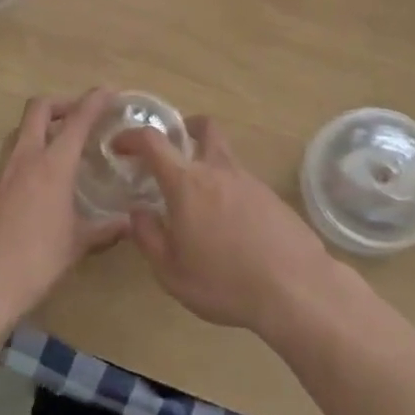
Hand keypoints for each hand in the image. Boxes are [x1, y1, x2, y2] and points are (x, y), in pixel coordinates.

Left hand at [0, 90, 126, 327]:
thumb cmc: (35, 262)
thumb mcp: (77, 245)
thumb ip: (105, 229)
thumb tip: (129, 223)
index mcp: (52, 165)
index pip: (77, 119)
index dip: (95, 100)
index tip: (109, 91)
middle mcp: (25, 158)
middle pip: (39, 108)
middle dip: (62, 103)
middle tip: (81, 115)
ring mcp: (2, 171)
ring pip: (21, 130)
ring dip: (42, 126)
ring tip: (62, 145)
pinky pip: (11, 156)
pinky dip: (29, 152)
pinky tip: (41, 179)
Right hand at [117, 117, 343, 339]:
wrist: (294, 287)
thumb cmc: (224, 282)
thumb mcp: (172, 272)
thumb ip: (149, 238)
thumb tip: (138, 212)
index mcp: (187, 183)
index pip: (154, 142)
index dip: (132, 136)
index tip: (119, 145)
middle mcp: (218, 170)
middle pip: (204, 127)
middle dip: (185, 128)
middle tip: (173, 150)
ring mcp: (250, 180)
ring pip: (224, 156)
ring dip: (208, 165)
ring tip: (200, 205)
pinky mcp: (272, 197)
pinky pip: (243, 182)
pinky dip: (229, 191)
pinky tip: (230, 227)